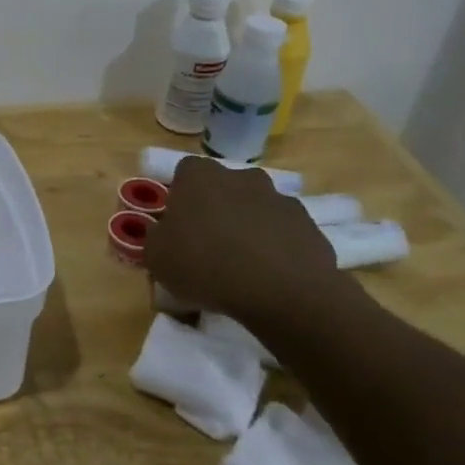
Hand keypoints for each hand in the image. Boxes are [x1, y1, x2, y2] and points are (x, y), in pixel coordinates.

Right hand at [143, 157, 340, 323]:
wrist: (283, 293)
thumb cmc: (205, 266)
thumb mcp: (156, 257)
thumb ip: (155, 237)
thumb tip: (163, 233)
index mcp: (200, 177)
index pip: (185, 171)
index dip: (180, 195)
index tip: (178, 223)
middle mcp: (242, 177)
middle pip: (224, 187)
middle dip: (217, 208)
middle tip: (208, 242)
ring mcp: (280, 199)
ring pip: (256, 208)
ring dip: (248, 226)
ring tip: (241, 264)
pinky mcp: (310, 226)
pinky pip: (283, 232)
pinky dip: (276, 247)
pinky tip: (268, 276)